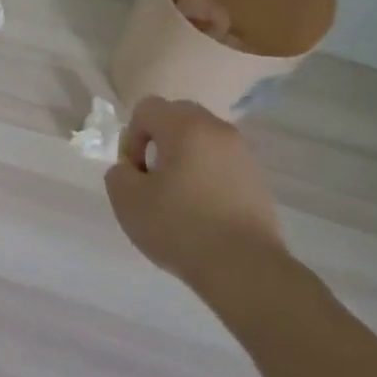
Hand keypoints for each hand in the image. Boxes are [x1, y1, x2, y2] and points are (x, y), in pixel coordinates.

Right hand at [105, 97, 286, 294]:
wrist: (243, 268)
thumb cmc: (179, 226)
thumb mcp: (126, 200)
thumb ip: (119, 173)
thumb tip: (133, 170)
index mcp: (185, 126)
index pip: (147, 109)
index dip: (131, 137)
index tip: (134, 173)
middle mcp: (218, 130)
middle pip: (177, 117)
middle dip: (157, 142)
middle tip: (151, 179)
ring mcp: (243, 154)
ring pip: (201, 141)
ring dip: (183, 158)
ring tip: (176, 198)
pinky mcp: (257, 180)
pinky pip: (221, 163)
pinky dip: (205, 176)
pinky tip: (201, 211)